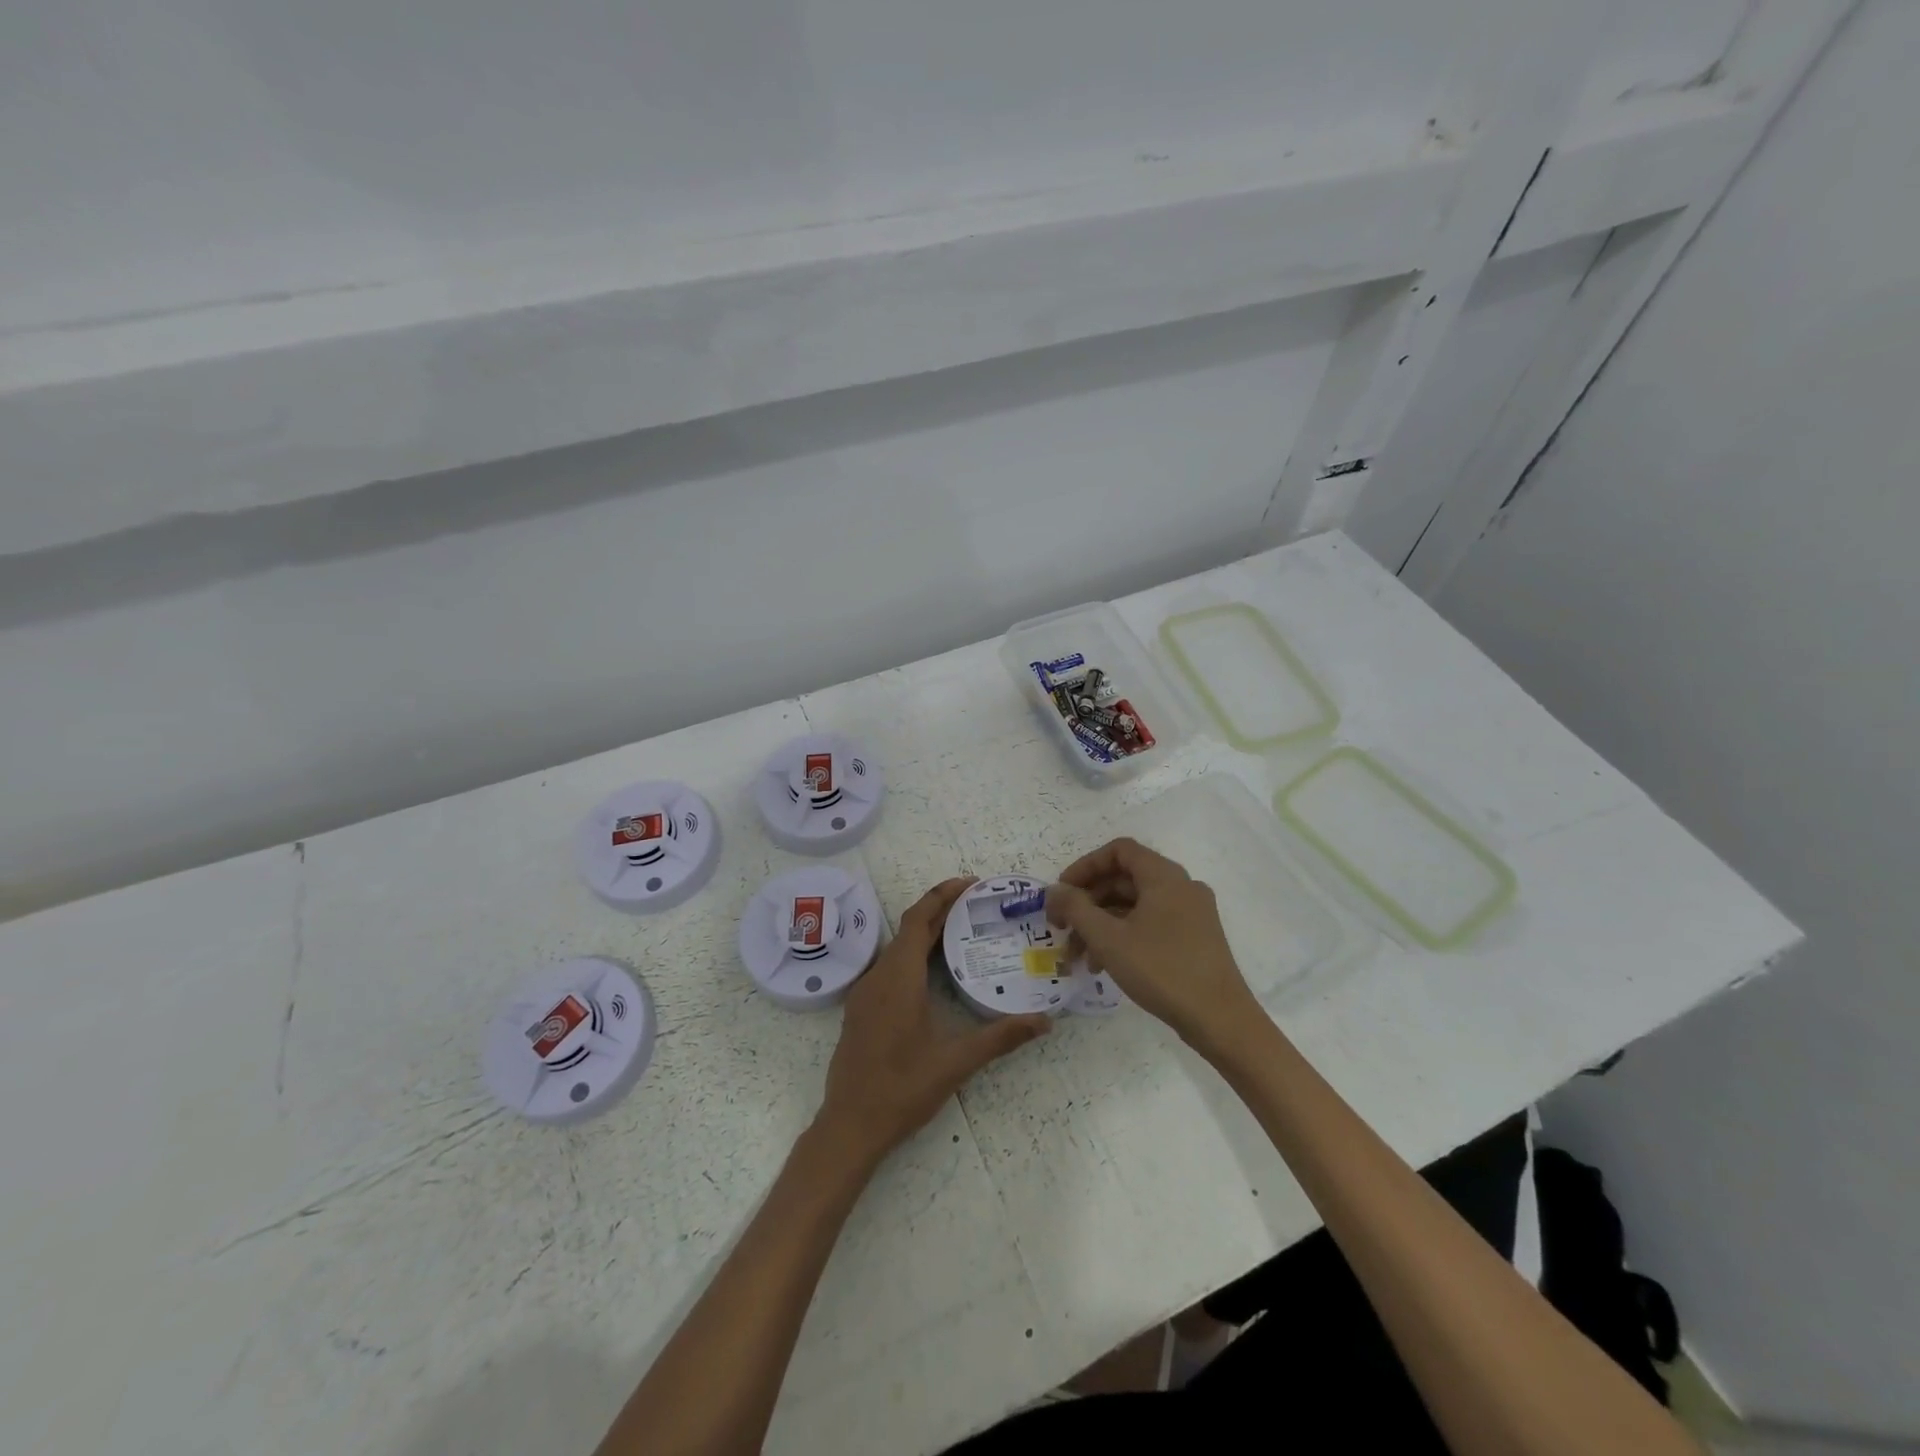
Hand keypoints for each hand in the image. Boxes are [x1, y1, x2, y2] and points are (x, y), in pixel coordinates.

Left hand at [815, 878, 1050, 1169]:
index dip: (941, 895)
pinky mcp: (861, 1010)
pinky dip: (912, 955)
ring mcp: (865, 993)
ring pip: (896, 948)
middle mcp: (878, 977)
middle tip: (975, 904)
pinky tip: (932, 973)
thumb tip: (1044, 1021)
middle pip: (908, 930)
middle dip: (939, 911)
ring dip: (924, 933)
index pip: (918, 920)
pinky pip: (888, 967)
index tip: (969, 883)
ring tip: (960, 932)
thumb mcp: (955, 1063)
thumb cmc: (902, 1090)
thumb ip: (1000, 1037)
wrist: (849, 1126)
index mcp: (898, 979)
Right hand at [1046, 837, 1261, 1056]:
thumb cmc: (1161, 970)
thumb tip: (1055, 890)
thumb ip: (1076, 908)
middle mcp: (1181, 886)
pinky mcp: (1195, 938)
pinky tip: (1104, 966)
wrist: (1220, 1020)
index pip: (1118, 850)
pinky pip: (1150, 923)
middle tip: (1061, 928)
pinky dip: (1124, 936)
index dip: (1085, 866)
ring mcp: (1191, 913)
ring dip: (1101, 925)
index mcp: (1164, 876)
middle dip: (1088, 903)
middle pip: (1124, 879)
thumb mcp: (1108, 938)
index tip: (1062, 893)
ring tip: (1078, 958)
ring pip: (1135, 906)